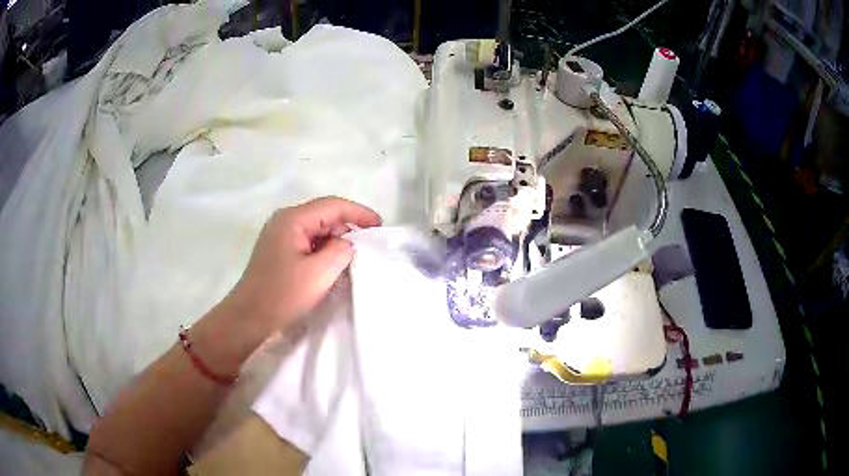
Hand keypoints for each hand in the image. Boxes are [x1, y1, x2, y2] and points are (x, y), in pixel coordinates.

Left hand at [191, 197, 379, 375]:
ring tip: (351, 259)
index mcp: (292, 219)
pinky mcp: (279, 251)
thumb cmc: (282, 295)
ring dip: (335, 241)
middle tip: (367, 247)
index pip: (333, 206)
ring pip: (316, 230)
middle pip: (324, 215)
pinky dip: (323, 251)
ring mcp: (280, 236)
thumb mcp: (319, 273)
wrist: (249, 318)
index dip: (359, 213)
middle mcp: (285, 221)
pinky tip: (331, 266)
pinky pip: (308, 242)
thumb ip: (341, 250)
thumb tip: (346, 244)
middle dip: (347, 228)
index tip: (380, 226)